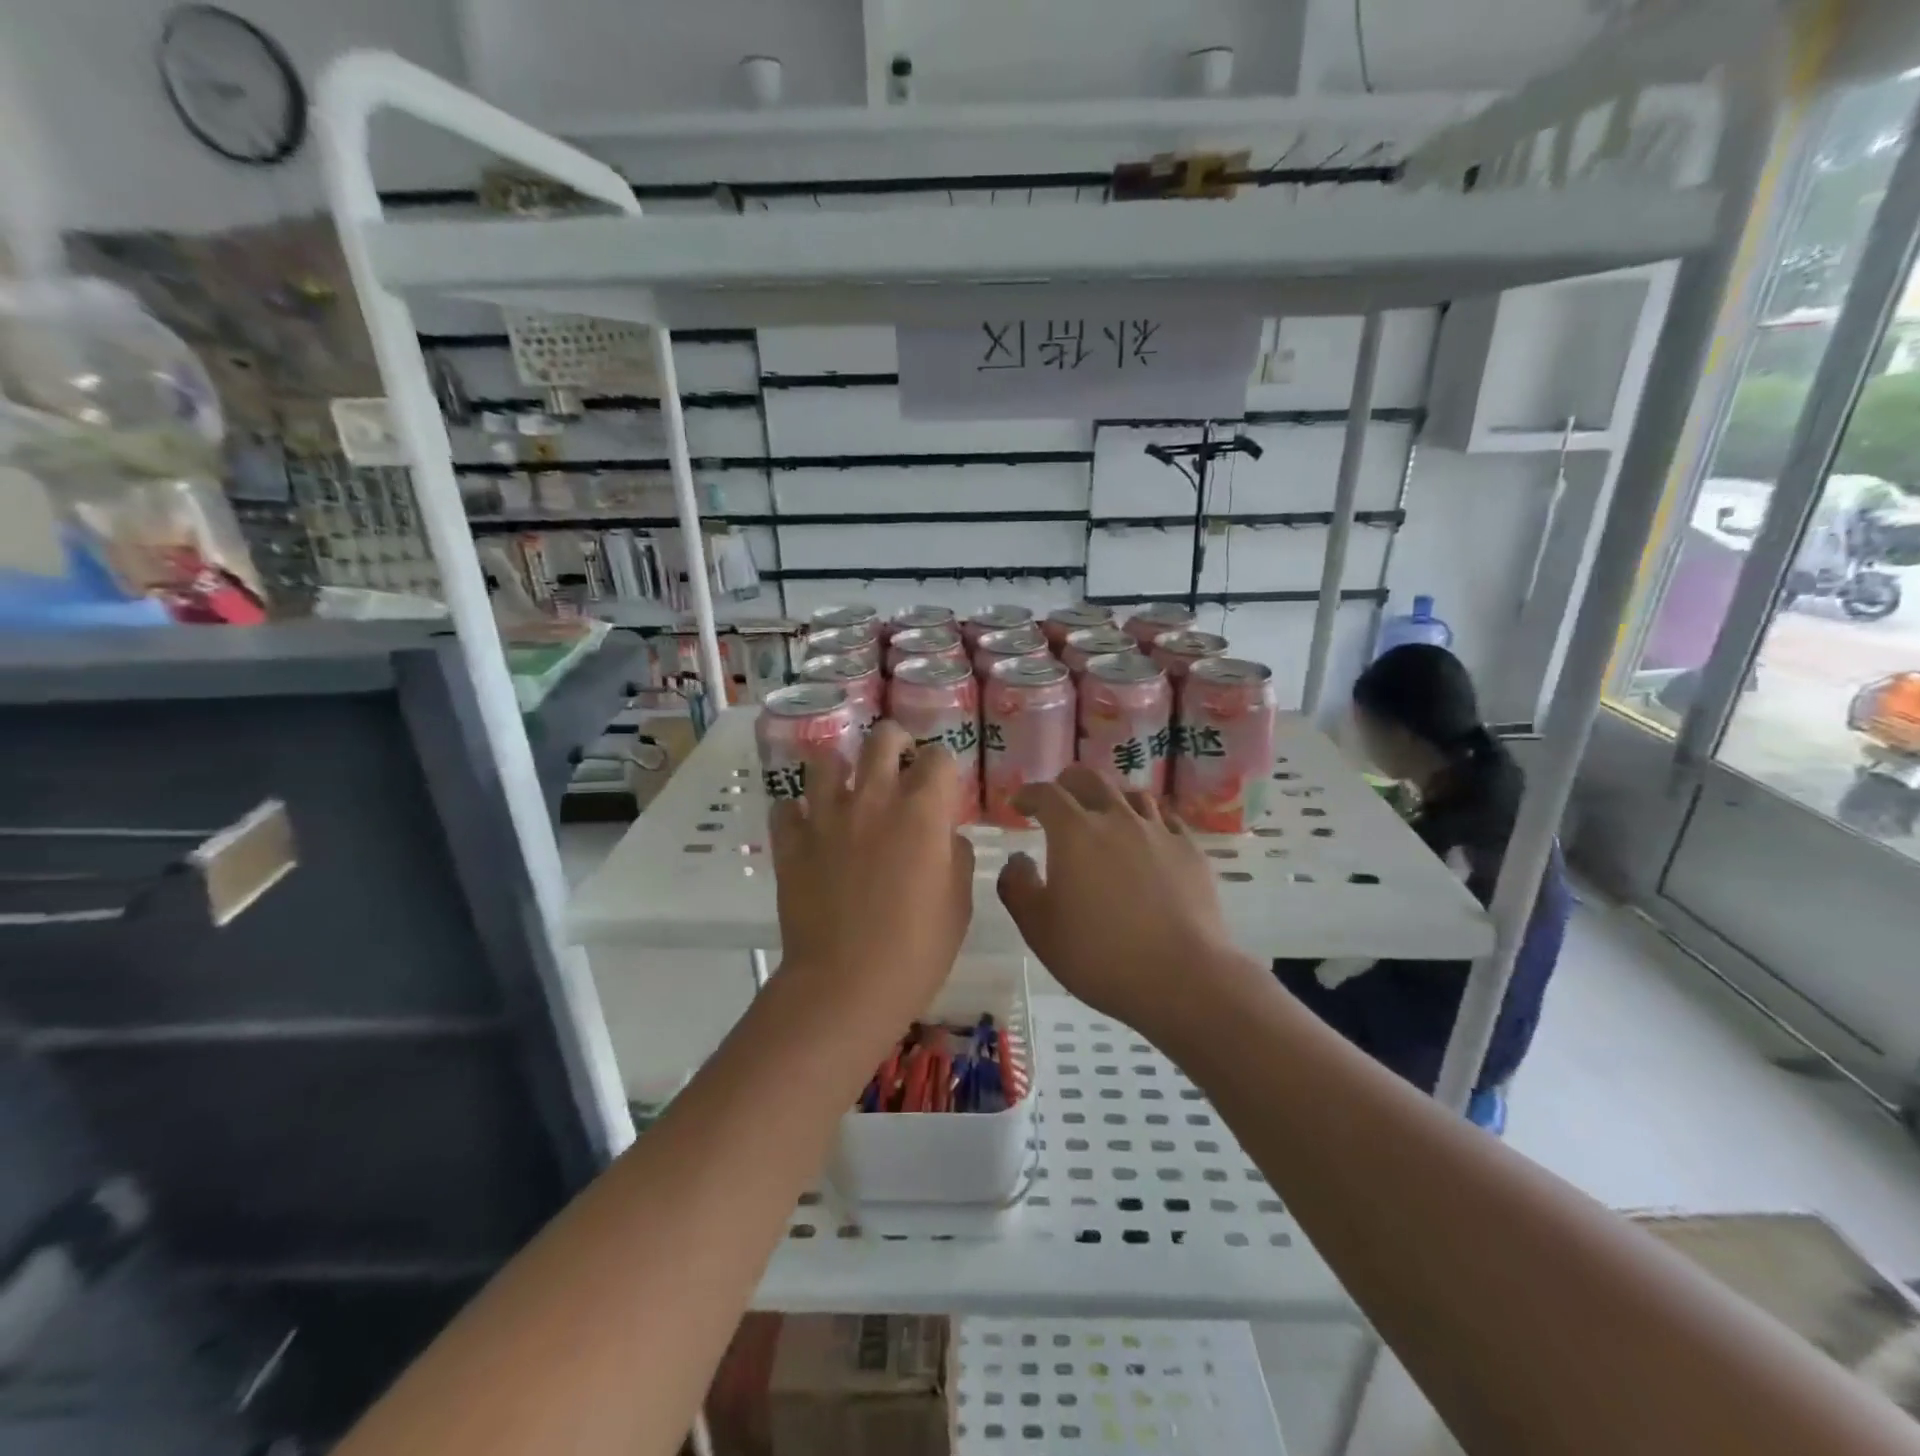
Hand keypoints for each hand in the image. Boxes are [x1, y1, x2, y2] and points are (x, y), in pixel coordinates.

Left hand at [770, 720, 974, 1015]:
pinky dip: (797, 811)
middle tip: (898, 758)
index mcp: (922, 811)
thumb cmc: (917, 949)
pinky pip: (786, 808)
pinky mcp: (791, 843)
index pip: (938, 758)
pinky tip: (808, 825)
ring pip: (825, 761)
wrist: (847, 984)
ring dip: (840, 767)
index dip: (943, 765)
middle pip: (881, 739)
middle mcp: (873, 799)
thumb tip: (945, 836)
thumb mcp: (959, 903)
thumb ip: (956, 856)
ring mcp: (826, 817)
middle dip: (894, 740)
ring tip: (846, 786)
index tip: (942, 781)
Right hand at [997, 767, 1245, 1037]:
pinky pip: (1166, 820)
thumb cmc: (1098, 954)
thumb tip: (1018, 859)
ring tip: (1104, 817)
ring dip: (1111, 799)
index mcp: (1074, 831)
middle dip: (1068, 783)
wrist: (1181, 977)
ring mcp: (1159, 831)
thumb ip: (1017, 886)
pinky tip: (1147, 838)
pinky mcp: (1190, 851)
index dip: (1028, 794)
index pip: (1046, 794)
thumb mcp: (1038, 928)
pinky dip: (1148, 821)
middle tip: (1059, 799)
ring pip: (1132, 795)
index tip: (1019, 805)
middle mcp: (1117, 818)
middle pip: (1091, 780)